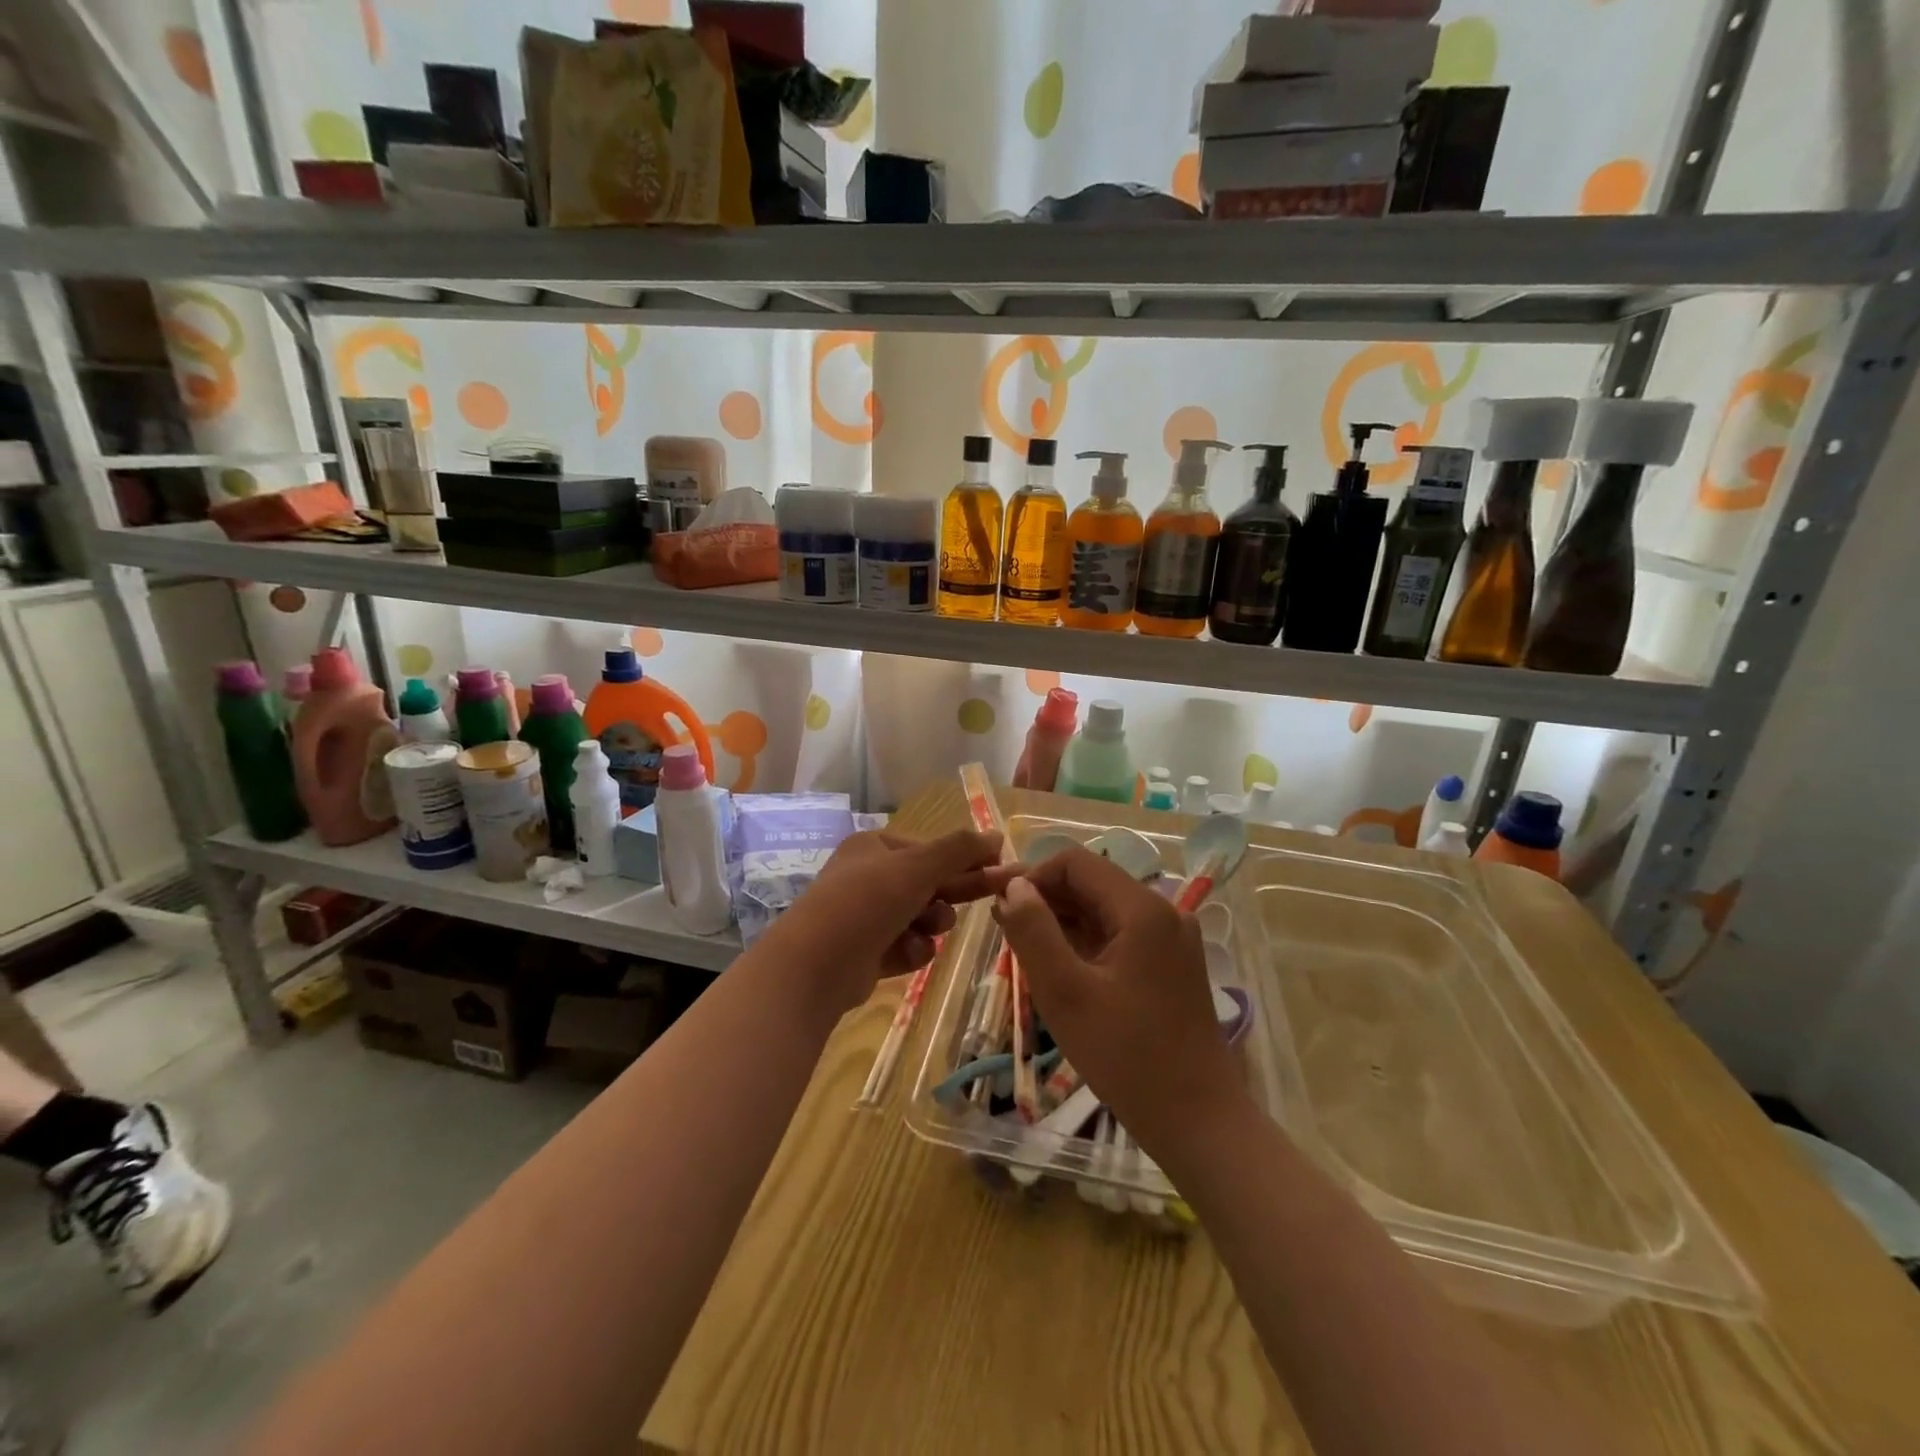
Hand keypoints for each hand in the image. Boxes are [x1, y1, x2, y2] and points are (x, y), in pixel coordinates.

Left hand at [768, 829, 1015, 1016]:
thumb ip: (959, 850)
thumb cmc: (866, 903)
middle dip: (954, 892)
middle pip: (929, 882)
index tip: (999, 869)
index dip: (965, 859)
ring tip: (925, 931)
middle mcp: (870, 877)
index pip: (931, 849)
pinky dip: (913, 951)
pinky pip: (908, 946)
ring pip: (922, 917)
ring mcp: (867, 916)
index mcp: (875, 846)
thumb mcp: (917, 867)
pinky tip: (907, 955)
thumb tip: (997, 835)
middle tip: (997, 894)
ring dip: (931, 924)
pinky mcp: (869, 953)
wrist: (814, 968)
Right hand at [992, 847, 1246, 1153]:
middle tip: (1000, 925)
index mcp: (1142, 909)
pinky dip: (1084, 941)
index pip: (1075, 863)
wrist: (1198, 1121)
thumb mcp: (1065, 993)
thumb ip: (1034, 931)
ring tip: (1020, 945)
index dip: (1031, 874)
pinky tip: (1056, 963)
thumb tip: (1014, 887)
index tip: (996, 900)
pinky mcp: (1170, 963)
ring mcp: (1171, 938)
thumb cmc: (1127, 1056)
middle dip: (1044, 897)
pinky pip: (1118, 934)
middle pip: (1091, 883)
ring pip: (1103, 909)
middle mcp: (1163, 911)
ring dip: (1061, 920)